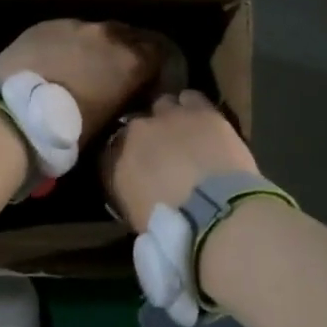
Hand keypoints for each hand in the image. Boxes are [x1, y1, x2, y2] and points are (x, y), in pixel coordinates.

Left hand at [0, 20, 162, 144]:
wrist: (12, 114)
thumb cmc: (66, 130)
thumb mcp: (108, 120)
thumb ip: (124, 97)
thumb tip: (126, 95)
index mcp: (131, 61)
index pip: (160, 53)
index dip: (158, 67)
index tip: (152, 82)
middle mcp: (108, 35)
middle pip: (130, 37)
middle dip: (130, 52)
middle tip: (120, 73)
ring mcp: (75, 25)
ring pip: (96, 32)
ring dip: (97, 47)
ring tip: (86, 67)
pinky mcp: (45, 25)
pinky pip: (67, 32)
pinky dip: (69, 44)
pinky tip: (57, 62)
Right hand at [101, 90, 258, 232]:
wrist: (214, 212)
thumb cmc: (173, 228)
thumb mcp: (139, 219)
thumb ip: (132, 196)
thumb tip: (138, 191)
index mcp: (117, 162)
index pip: (112, 153)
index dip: (126, 159)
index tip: (137, 170)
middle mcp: (137, 132)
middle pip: (138, 125)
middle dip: (149, 136)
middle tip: (164, 153)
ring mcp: (169, 116)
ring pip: (164, 105)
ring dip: (171, 117)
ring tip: (184, 132)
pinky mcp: (201, 111)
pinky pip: (191, 98)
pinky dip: (193, 106)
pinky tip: (201, 119)